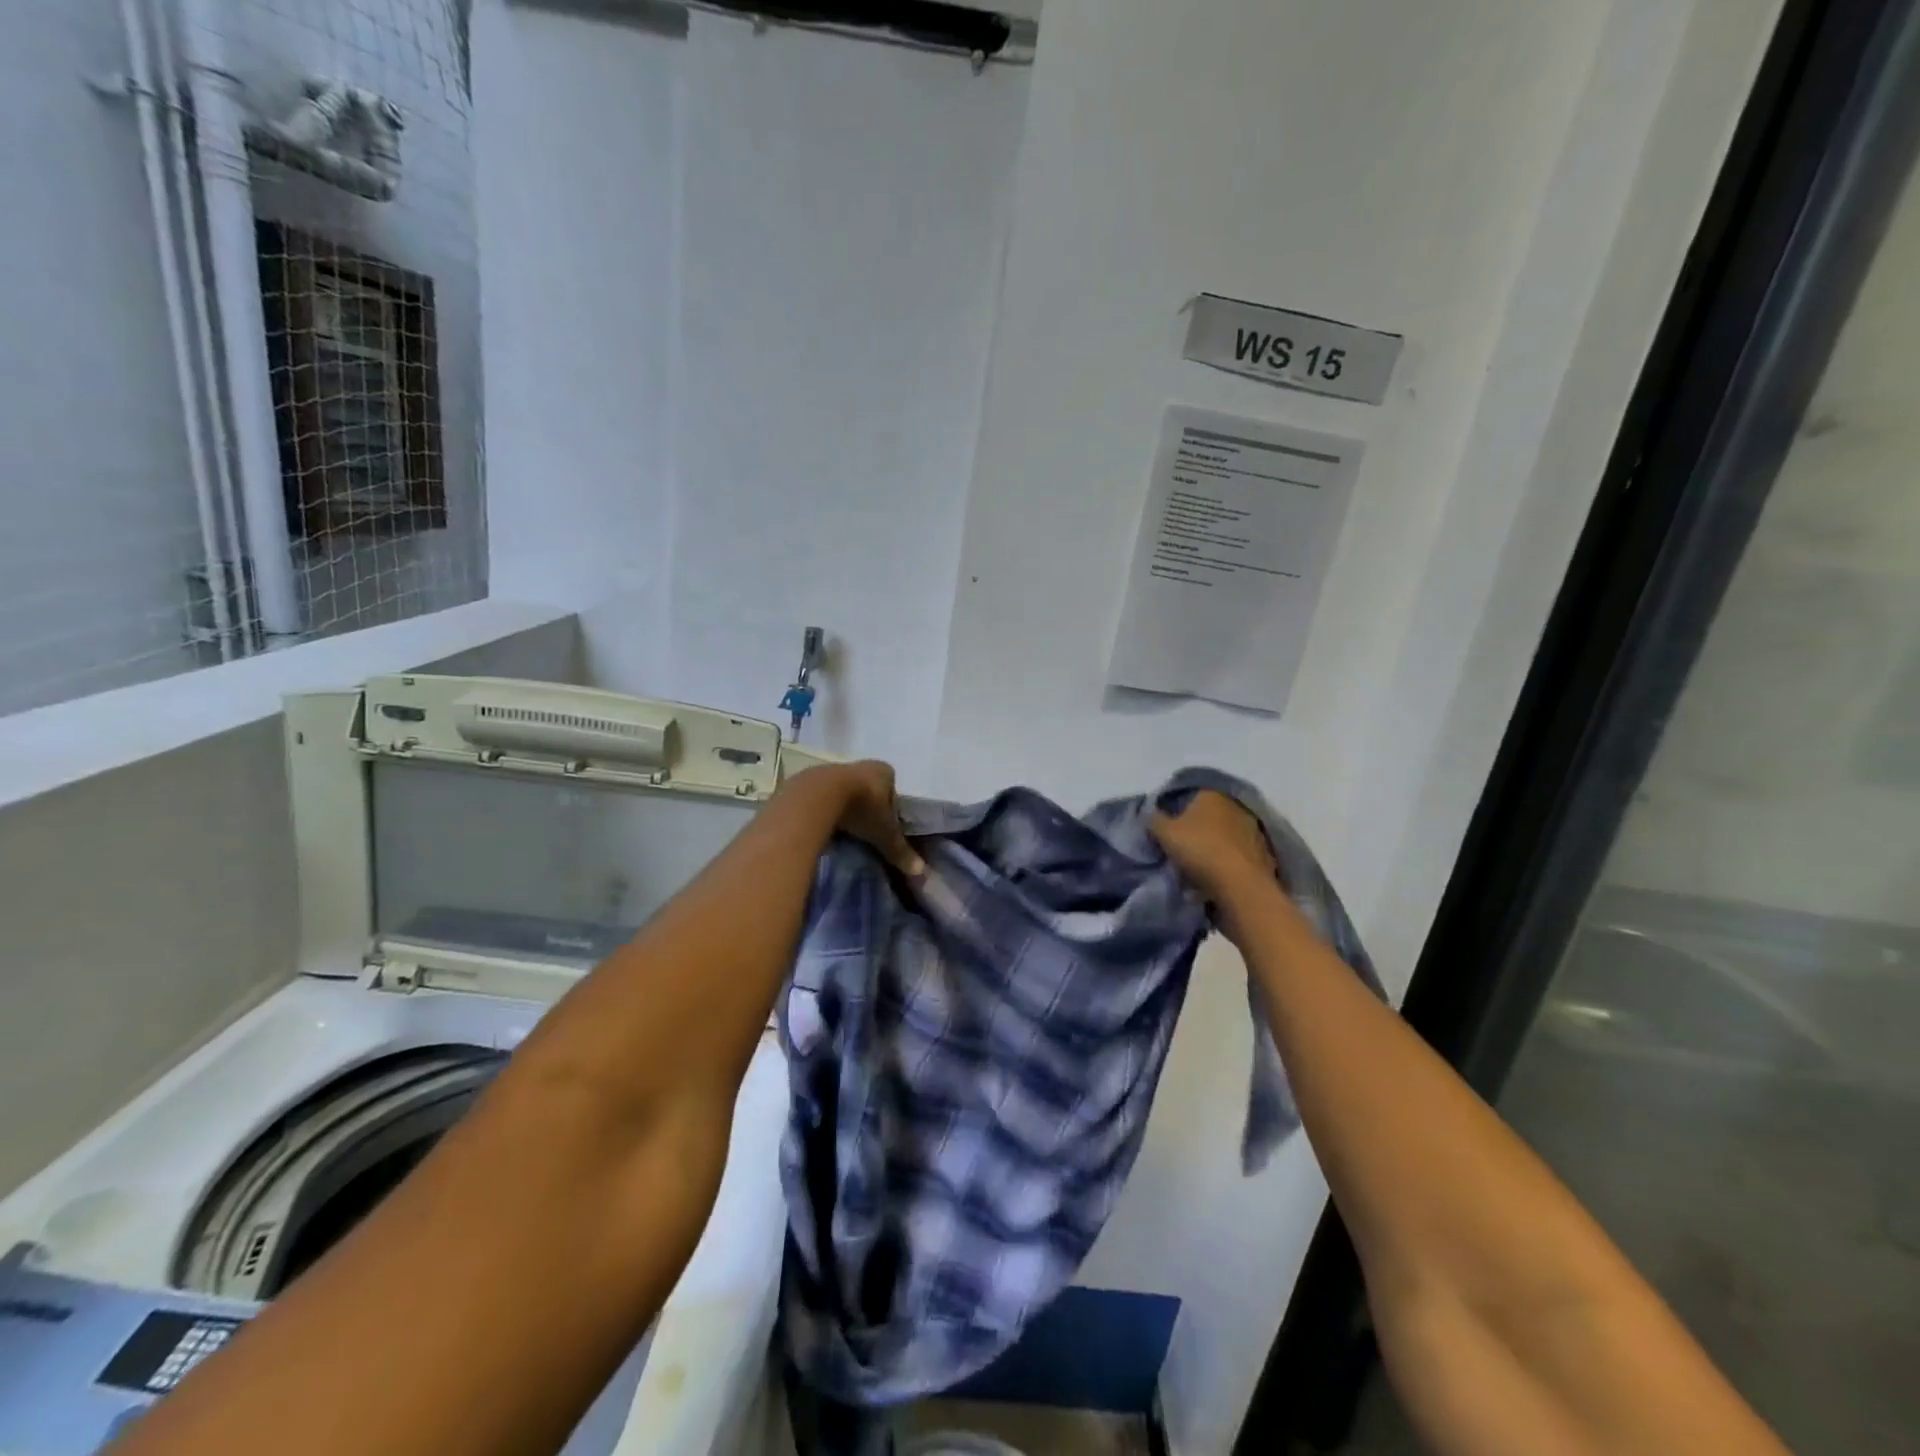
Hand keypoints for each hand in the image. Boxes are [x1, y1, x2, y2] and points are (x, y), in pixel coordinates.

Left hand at [807, 760, 925, 879]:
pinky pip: (823, 796)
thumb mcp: (884, 833)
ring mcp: (835, 769)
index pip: (893, 788)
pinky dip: (825, 809)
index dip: (891, 806)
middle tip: (866, 829)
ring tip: (844, 831)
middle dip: (867, 806)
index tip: (886, 825)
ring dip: (845, 807)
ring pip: (845, 791)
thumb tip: (920, 870)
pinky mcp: (811, 779)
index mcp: (884, 772)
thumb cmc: (861, 809)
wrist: (818, 797)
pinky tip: (824, 826)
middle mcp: (861, 765)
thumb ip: (899, 850)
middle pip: (868, 788)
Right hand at [1150, 790, 1275, 902]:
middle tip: (1180, 846)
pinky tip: (1216, 876)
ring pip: (1225, 835)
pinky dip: (1228, 861)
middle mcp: (1236, 805)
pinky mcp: (1264, 853)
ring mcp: (1254, 829)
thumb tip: (1149, 811)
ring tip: (1197, 865)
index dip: (1175, 810)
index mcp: (1212, 794)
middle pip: (1209, 815)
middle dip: (1196, 828)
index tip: (1166, 828)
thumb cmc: (1199, 850)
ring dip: (1213, 845)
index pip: (1189, 795)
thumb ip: (1153, 819)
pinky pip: (1238, 854)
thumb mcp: (1164, 833)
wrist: (1241, 885)